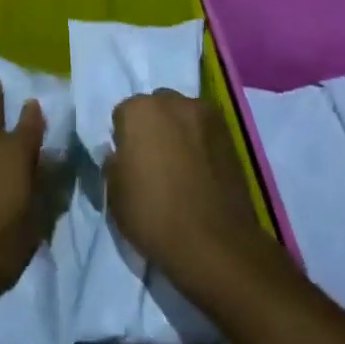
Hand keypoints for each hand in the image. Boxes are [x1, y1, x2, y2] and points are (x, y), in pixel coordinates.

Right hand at [106, 90, 275, 295]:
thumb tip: (121, 154)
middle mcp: (174, 102)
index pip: (123, 114)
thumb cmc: (153, 215)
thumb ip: (114, 163)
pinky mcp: (231, 134)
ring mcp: (206, 115)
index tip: (128, 162)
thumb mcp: (114, 193)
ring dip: (179, 132)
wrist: (213, 242)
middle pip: (157, 108)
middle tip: (153, 161)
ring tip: (181, 166)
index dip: (124, 138)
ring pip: (184, 116)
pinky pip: (206, 132)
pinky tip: (200, 171)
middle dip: (153, 127)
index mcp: (139, 110)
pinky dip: (201, 144)